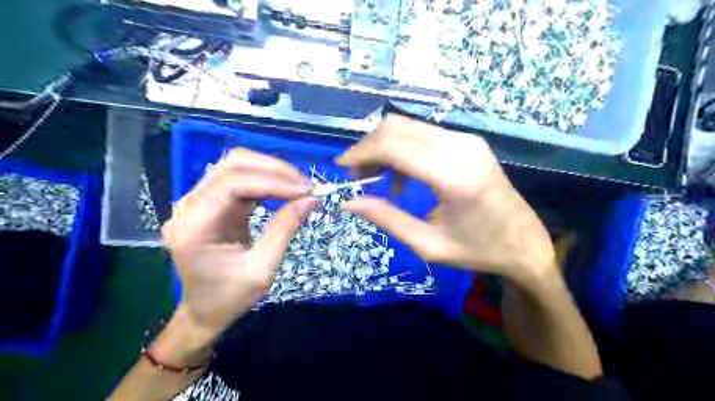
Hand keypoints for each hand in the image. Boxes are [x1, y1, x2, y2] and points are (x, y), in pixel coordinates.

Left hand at [165, 151, 317, 338]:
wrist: (204, 311)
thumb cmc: (229, 297)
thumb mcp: (262, 270)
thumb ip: (284, 230)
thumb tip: (311, 199)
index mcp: (195, 227)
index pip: (232, 184)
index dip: (272, 181)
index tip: (306, 190)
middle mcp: (189, 207)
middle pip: (232, 165)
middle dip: (273, 170)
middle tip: (305, 185)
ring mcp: (196, 201)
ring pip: (234, 165)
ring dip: (270, 170)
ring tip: (298, 185)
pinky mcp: (209, 202)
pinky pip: (238, 178)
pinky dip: (264, 179)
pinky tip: (283, 189)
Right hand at [339, 115, 555, 285]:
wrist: (525, 242)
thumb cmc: (478, 251)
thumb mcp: (428, 244)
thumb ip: (386, 219)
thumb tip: (349, 202)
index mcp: (453, 177)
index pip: (394, 145)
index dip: (361, 151)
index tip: (343, 168)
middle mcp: (461, 148)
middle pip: (397, 127)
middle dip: (369, 147)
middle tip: (358, 175)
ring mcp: (468, 140)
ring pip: (408, 126)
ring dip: (384, 147)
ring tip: (378, 177)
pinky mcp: (469, 141)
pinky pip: (423, 133)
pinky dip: (402, 148)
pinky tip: (403, 175)